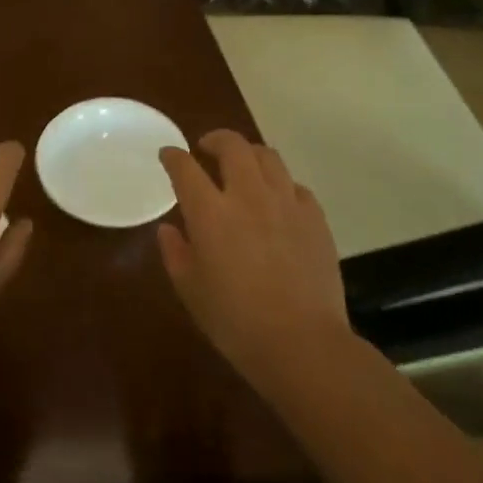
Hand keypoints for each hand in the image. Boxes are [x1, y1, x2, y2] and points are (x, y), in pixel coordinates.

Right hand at [158, 131, 350, 380]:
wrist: (302, 343)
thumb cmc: (235, 322)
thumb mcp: (191, 291)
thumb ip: (175, 253)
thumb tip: (168, 229)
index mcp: (210, 212)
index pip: (185, 168)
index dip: (173, 156)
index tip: (168, 154)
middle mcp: (248, 195)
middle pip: (232, 146)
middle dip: (215, 139)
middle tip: (206, 148)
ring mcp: (286, 202)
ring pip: (268, 156)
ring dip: (249, 154)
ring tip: (243, 166)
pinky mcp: (315, 217)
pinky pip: (295, 185)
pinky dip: (279, 184)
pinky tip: (276, 199)